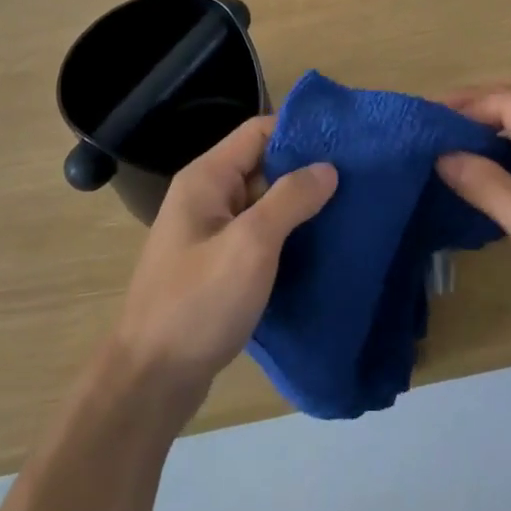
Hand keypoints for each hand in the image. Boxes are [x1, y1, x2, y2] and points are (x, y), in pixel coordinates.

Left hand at [111, 115, 336, 412]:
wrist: (152, 379)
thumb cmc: (199, 303)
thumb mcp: (250, 245)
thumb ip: (290, 200)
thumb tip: (327, 167)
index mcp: (207, 178)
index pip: (258, 131)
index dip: (299, 131)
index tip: (345, 143)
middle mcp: (206, 196)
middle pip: (262, 165)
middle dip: (306, 170)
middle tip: (358, 179)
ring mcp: (210, 232)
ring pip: (263, 203)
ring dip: (300, 205)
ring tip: (350, 208)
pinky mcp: (218, 264)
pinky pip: (258, 235)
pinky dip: (287, 235)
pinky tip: (321, 246)